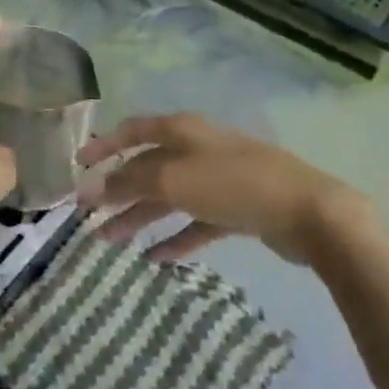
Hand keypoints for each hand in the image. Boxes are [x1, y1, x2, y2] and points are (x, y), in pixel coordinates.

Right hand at [76, 113, 370, 263]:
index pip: (133, 131)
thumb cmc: (235, 185)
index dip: (104, 146)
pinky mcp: (237, 208)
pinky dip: (176, 237)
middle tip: (89, 216)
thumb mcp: (175, 180)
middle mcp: (199, 149)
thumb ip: (129, 183)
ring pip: (170, 197)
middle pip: (149, 168)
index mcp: (183, 131)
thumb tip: (90, 189)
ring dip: (140, 217)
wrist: (310, 213)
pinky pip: (196, 223)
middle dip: (118, 191)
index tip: (78, 166)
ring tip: (111, 241)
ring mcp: (219, 179)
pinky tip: (156, 257)